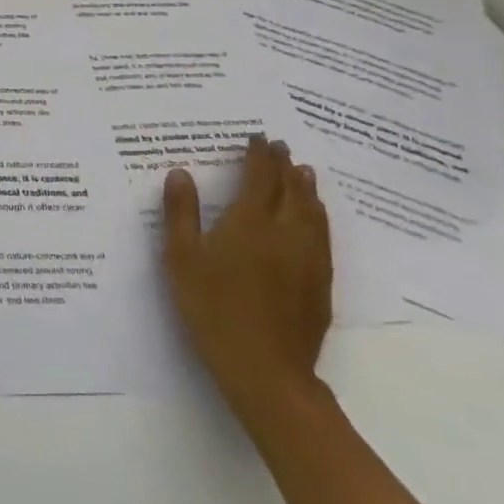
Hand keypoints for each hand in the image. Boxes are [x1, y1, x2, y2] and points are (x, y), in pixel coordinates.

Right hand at [162, 135, 332, 427]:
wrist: (264, 367)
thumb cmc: (212, 306)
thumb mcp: (181, 257)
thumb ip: (180, 212)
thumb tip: (181, 173)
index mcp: (250, 222)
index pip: (259, 177)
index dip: (258, 155)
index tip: (259, 136)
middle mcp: (286, 232)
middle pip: (291, 190)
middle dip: (284, 165)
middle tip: (281, 147)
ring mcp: (309, 259)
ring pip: (313, 212)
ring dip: (307, 188)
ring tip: (304, 172)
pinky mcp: (321, 283)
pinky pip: (323, 236)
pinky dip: (318, 216)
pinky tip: (314, 219)